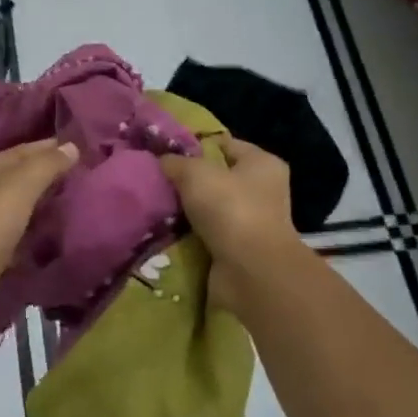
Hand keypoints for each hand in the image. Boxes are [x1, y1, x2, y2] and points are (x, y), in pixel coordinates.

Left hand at [0, 139, 78, 342]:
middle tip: (80, 174)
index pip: (20, 151)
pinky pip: (17, 232)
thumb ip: (45, 165)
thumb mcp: (21, 186)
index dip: (47, 146)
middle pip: (17, 177)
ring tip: (71, 202)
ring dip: (39, 201)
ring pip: (16, 205)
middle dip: (44, 172)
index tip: (77, 146)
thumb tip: (71, 146)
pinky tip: (51, 233)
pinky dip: (34, 228)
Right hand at [159, 137, 299, 309]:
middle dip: (186, 181)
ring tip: (155, 205)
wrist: (250, 271)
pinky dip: (189, 235)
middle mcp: (262, 190)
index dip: (194, 146)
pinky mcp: (238, 249)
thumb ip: (177, 162)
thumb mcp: (196, 173)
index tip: (164, 152)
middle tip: (155, 180)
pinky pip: (207, 234)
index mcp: (262, 163)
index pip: (224, 145)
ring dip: (186, 210)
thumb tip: (163, 161)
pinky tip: (166, 230)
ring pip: (209, 208)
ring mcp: (252, 222)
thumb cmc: (230, 209)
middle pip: (216, 178)